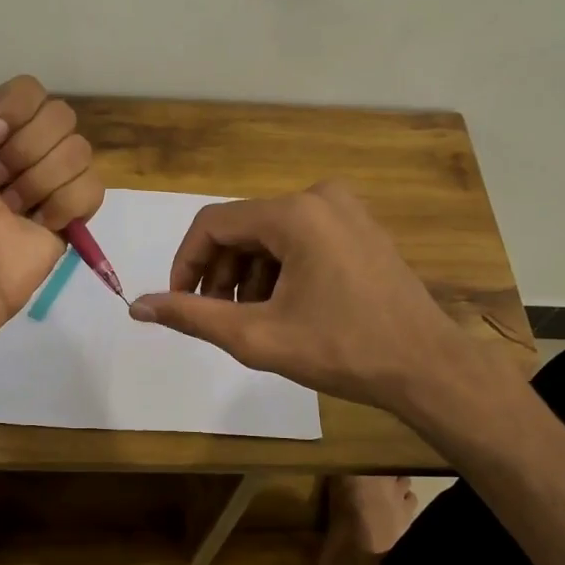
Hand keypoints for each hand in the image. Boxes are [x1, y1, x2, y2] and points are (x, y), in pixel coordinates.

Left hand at [0, 54, 103, 314]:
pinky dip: (64, 204)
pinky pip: (93, 187)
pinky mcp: (76, 214)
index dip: (14, 111)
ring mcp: (54, 182)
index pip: (32, 90)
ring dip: (38, 181)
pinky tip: (39, 222)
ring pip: (79, 151)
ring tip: (11, 207)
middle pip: (61, 116)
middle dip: (25, 149)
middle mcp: (26, 150)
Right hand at [130, 181, 502, 417]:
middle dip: (220, 274)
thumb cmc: (342, 350)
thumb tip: (137, 306)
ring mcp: (345, 210)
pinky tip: (284, 308)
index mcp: (295, 213)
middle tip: (217, 318)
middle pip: (243, 229)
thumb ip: (192, 316)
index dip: (186, 263)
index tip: (180, 303)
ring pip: (270, 236)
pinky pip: (300, 239)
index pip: (213, 224)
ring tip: (251, 320)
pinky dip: (280, 270)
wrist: (426, 367)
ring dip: (249, 276)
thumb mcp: (257, 337)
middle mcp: (320, 197)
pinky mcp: (360, 228)